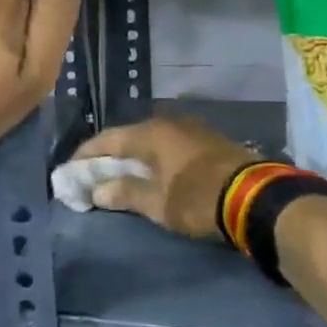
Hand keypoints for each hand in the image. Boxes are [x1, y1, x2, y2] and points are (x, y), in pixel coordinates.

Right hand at [72, 116, 259, 239]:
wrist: (256, 197)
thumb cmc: (197, 198)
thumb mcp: (157, 203)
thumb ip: (125, 193)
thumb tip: (97, 190)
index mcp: (150, 133)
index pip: (107, 139)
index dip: (85, 155)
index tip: (69, 169)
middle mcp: (169, 123)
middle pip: (129, 137)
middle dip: (109, 156)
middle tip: (93, 174)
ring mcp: (192, 129)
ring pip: (152, 140)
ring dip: (134, 156)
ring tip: (122, 175)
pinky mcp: (210, 141)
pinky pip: (171, 145)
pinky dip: (156, 158)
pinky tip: (154, 172)